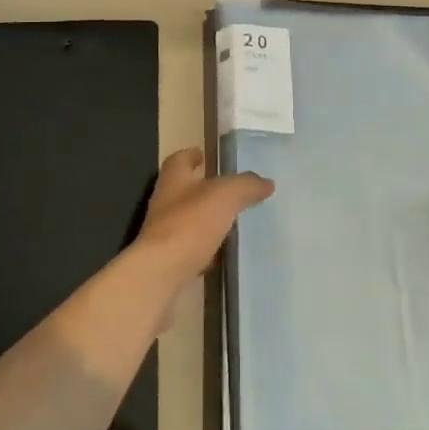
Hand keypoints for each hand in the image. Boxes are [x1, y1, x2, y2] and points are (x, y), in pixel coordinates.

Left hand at [136, 148, 272, 290]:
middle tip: (230, 189)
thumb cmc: (190, 224)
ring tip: (233, 219)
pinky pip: (191, 247)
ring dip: (207, 218)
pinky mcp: (169, 260)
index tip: (206, 156)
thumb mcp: (225, 195)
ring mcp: (164, 233)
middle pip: (183, 189)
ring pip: (188, 219)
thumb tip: (266, 182)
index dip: (192, 155)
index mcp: (174, 179)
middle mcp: (165, 203)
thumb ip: (246, 185)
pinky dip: (206, 247)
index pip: (180, 159)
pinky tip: (224, 252)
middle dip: (203, 188)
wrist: (161, 274)